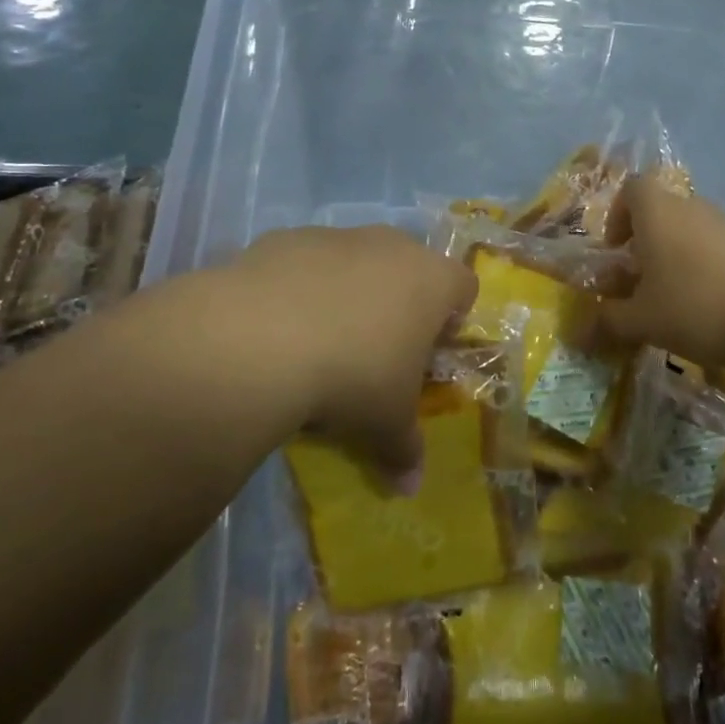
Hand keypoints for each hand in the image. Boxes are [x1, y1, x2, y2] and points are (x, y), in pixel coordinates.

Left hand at [211, 225, 476, 486]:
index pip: (464, 287)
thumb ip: (405, 450)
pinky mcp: (288, 237)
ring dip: (350, 290)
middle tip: (377, 348)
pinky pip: (307, 261)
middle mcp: (392, 245)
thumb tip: (410, 488)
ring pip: (357, 259)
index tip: (429, 351)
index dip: (452, 319)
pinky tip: (279, 325)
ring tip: (322, 338)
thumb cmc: (352, 376)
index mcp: (432, 280)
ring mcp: (338, 236)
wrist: (260, 339)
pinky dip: (302, 286)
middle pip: (410, 266)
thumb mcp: (385, 423)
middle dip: (400, 301)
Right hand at [591, 176, 724, 368]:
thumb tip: (579, 332)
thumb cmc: (697, 305)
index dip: (617, 215)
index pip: (632, 188)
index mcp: (658, 212)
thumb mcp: (643, 321)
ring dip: (673, 260)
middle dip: (643, 245)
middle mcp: (692, 208)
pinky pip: (715, 250)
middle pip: (660, 212)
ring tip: (671, 303)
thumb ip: (608, 322)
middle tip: (637, 284)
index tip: (615, 251)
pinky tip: (708, 309)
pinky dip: (703, 271)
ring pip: (688, 232)